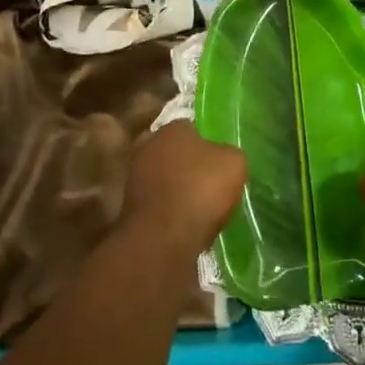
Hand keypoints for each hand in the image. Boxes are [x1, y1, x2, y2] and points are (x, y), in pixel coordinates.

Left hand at [125, 121, 246, 255]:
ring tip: (200, 206)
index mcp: (172, 128)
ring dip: (178, 187)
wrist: (164, 237)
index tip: (220, 160)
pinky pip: (158, 201)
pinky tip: (185, 221)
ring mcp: (135, 175)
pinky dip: (169, 208)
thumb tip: (223, 156)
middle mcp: (148, 145)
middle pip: (175, 152)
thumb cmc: (201, 190)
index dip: (208, 143)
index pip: (192, 127)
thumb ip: (229, 153)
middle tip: (210, 181)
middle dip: (189, 164)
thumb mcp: (234, 163)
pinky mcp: (130, 204)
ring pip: (165, 177)